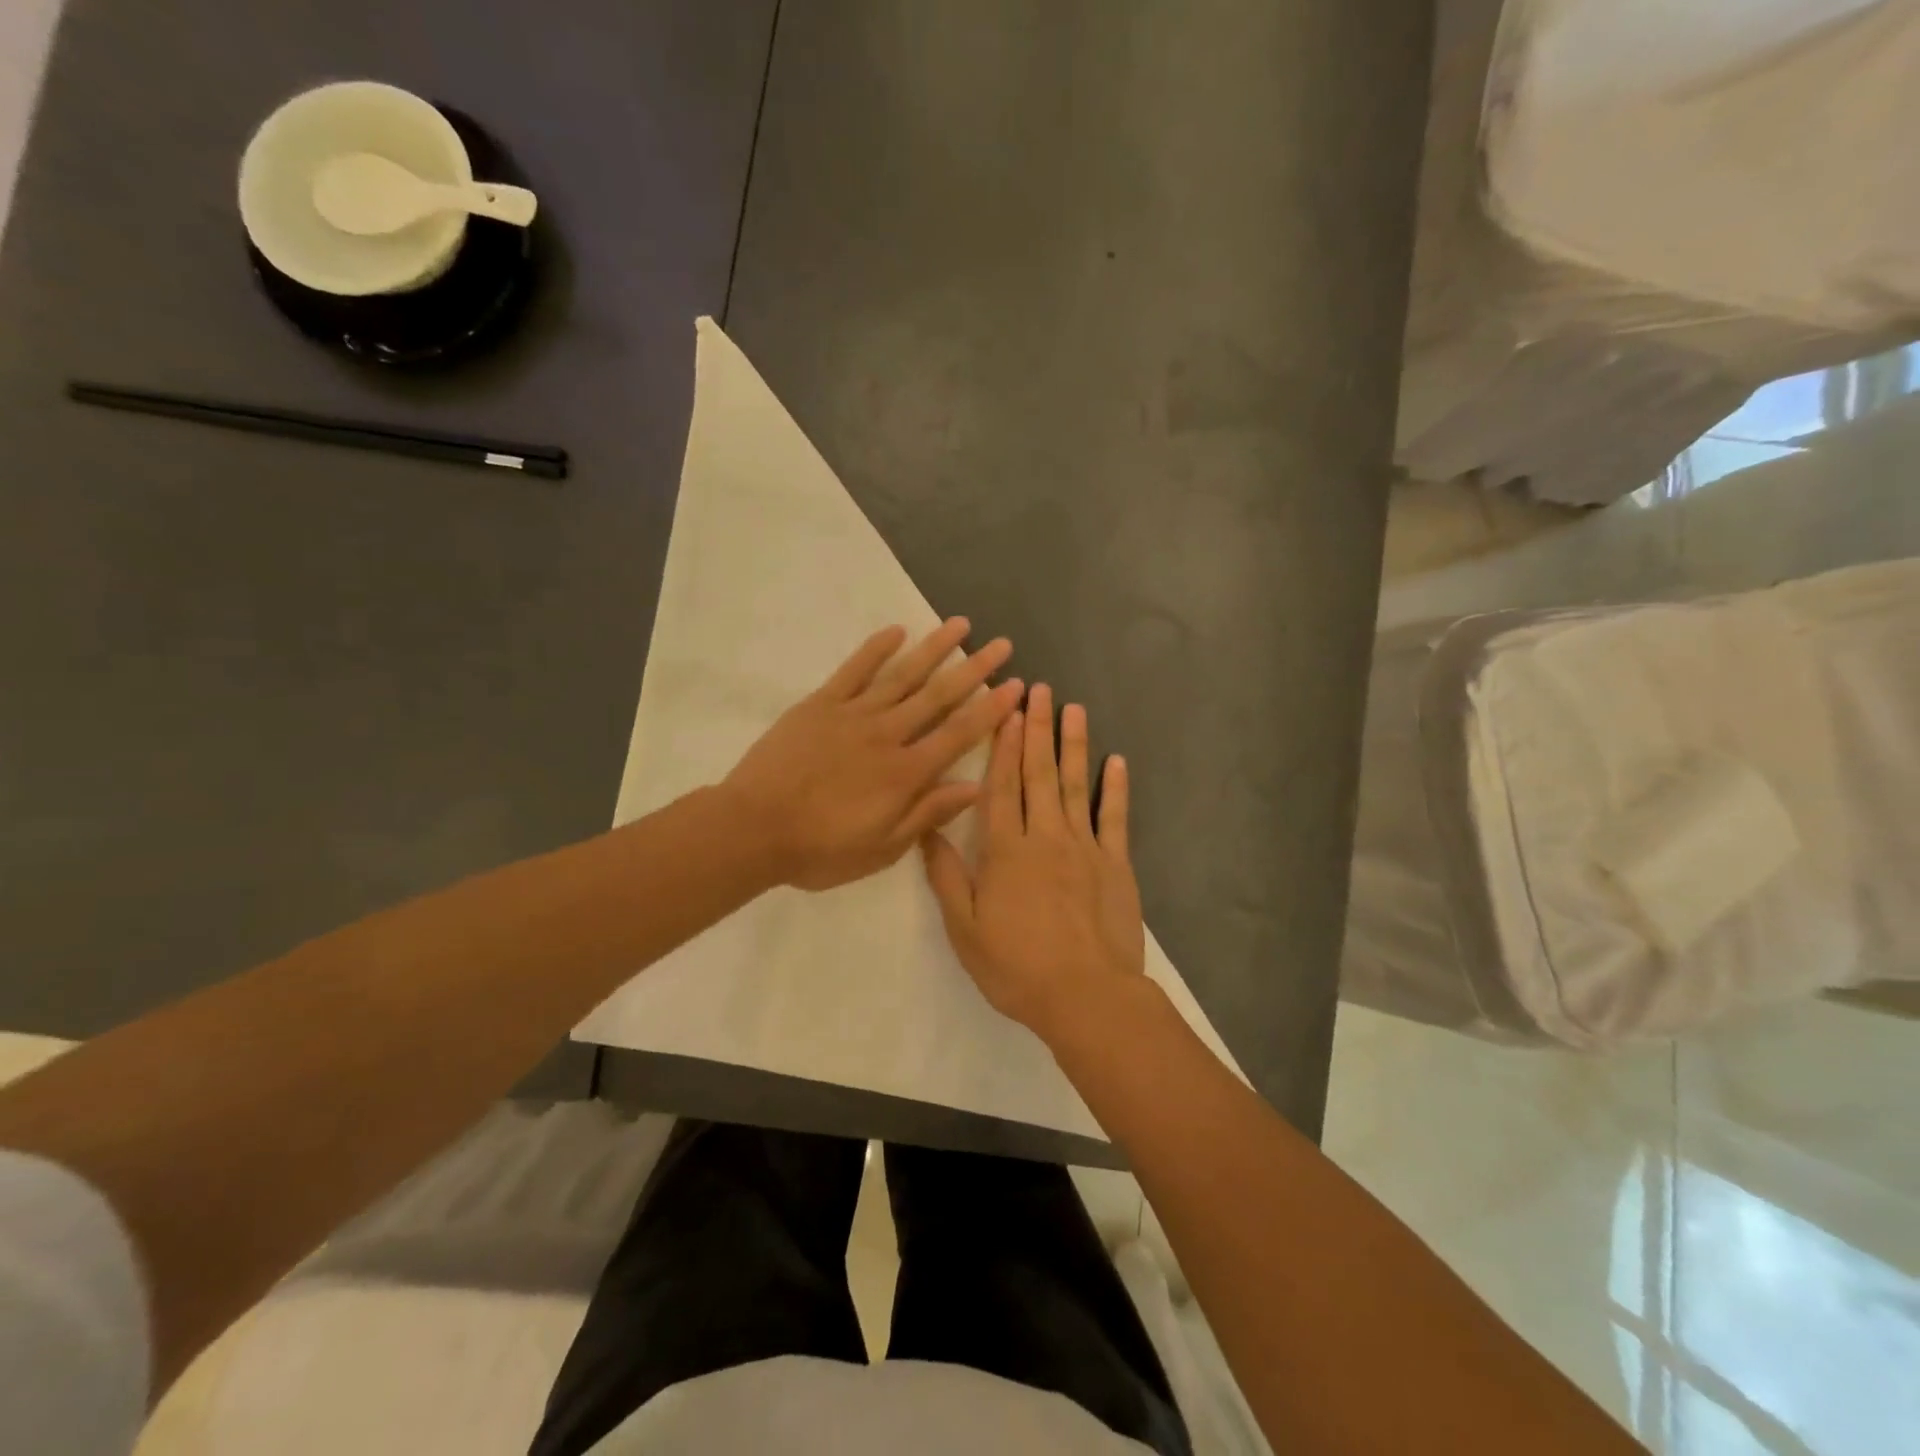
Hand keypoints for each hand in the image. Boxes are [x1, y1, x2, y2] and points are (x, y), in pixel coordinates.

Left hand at [723, 619, 1022, 890]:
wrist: (752, 829)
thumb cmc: (820, 849)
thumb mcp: (882, 848)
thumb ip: (927, 814)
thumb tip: (974, 787)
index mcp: (906, 773)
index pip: (959, 734)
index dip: (991, 710)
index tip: (1016, 685)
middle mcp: (887, 735)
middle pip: (938, 696)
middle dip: (974, 669)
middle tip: (1002, 643)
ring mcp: (853, 714)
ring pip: (902, 676)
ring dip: (934, 649)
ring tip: (960, 624)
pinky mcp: (820, 705)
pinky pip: (853, 671)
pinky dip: (875, 649)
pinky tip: (896, 631)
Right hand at [922, 683, 1145, 1041]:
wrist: (1085, 996)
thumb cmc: (1016, 967)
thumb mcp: (965, 929)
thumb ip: (948, 877)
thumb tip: (927, 832)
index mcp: (1006, 851)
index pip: (1002, 787)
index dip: (1003, 747)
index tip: (1007, 711)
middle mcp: (1045, 837)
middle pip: (1039, 774)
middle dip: (1037, 730)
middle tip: (1040, 690)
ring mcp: (1085, 848)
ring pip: (1075, 786)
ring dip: (1074, 745)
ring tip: (1073, 709)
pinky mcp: (1116, 864)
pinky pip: (1115, 818)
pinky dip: (1115, 788)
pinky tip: (1116, 761)